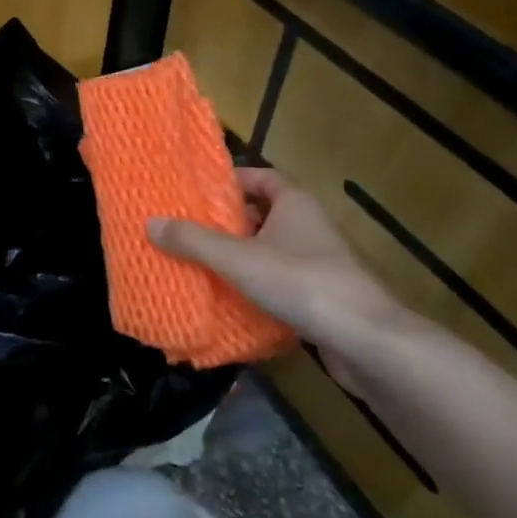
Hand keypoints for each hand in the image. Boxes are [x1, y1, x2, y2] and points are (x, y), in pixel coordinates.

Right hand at [148, 168, 405, 387]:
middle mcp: (309, 224)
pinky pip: (281, 279)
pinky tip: (231, 298)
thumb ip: (193, 241)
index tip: (196, 193)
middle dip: (228, 221)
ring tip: (202, 263)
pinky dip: (257, 284)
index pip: (260, 177)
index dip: (229, 181)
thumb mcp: (237, 258)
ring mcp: (319, 261)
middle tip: (189, 229)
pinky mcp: (322, 294)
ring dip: (241, 255)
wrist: (366, 340)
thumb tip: (150, 223)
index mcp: (294, 202)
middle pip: (262, 213)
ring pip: (271, 248)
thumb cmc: (300, 282)